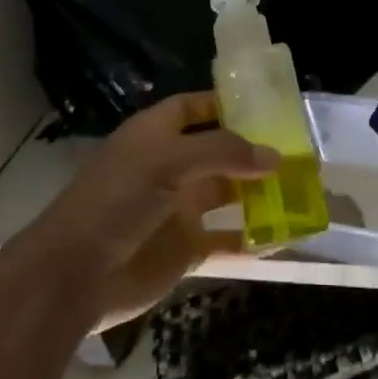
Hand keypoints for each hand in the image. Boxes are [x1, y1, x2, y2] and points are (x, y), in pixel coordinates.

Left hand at [10, 92, 277, 333]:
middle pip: (218, 152)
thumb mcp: (168, 162)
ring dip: (259, 194)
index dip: (225, 104)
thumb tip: (275, 156)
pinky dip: (252, 240)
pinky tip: (285, 238)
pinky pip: (226, 241)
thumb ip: (223, 153)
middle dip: (254, 152)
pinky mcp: (184, 249)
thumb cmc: (117, 201)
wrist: (76, 274)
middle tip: (300, 152)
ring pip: (227, 195)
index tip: (268, 107)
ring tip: (302, 190)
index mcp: (154, 136)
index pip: (193, 108)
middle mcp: (168, 168)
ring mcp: (177, 210)